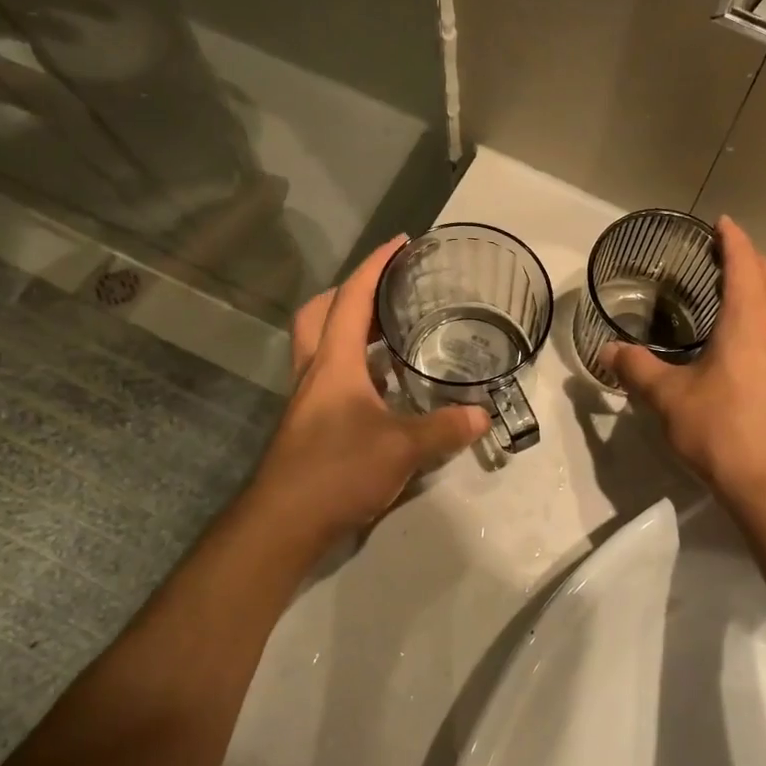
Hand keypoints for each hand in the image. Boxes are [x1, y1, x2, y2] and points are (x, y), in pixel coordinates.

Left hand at [251, 237, 488, 540]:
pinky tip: (384, 385)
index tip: (400, 242)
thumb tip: (482, 416)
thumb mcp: (402, 449)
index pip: (352, 299)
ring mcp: (308, 399)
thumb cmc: (338, 472)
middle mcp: (315, 372)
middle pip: (319, 313)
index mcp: (334, 362)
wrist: (283, 523)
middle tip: (386, 289)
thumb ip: (444, 429)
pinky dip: (354, 364)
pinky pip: (330, 375)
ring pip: (320, 344)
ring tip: (391, 330)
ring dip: (349, 326)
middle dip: (350, 290)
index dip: (375, 266)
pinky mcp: (309, 423)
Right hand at [602, 218, 765, 509]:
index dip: (733, 239)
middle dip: (752, 261)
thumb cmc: (722, 431)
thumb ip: (636, 369)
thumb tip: (608, 351)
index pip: (745, 263)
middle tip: (725, 258)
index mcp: (750, 321)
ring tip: (737, 300)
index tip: (722, 223)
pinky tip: (752, 353)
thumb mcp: (668, 399)